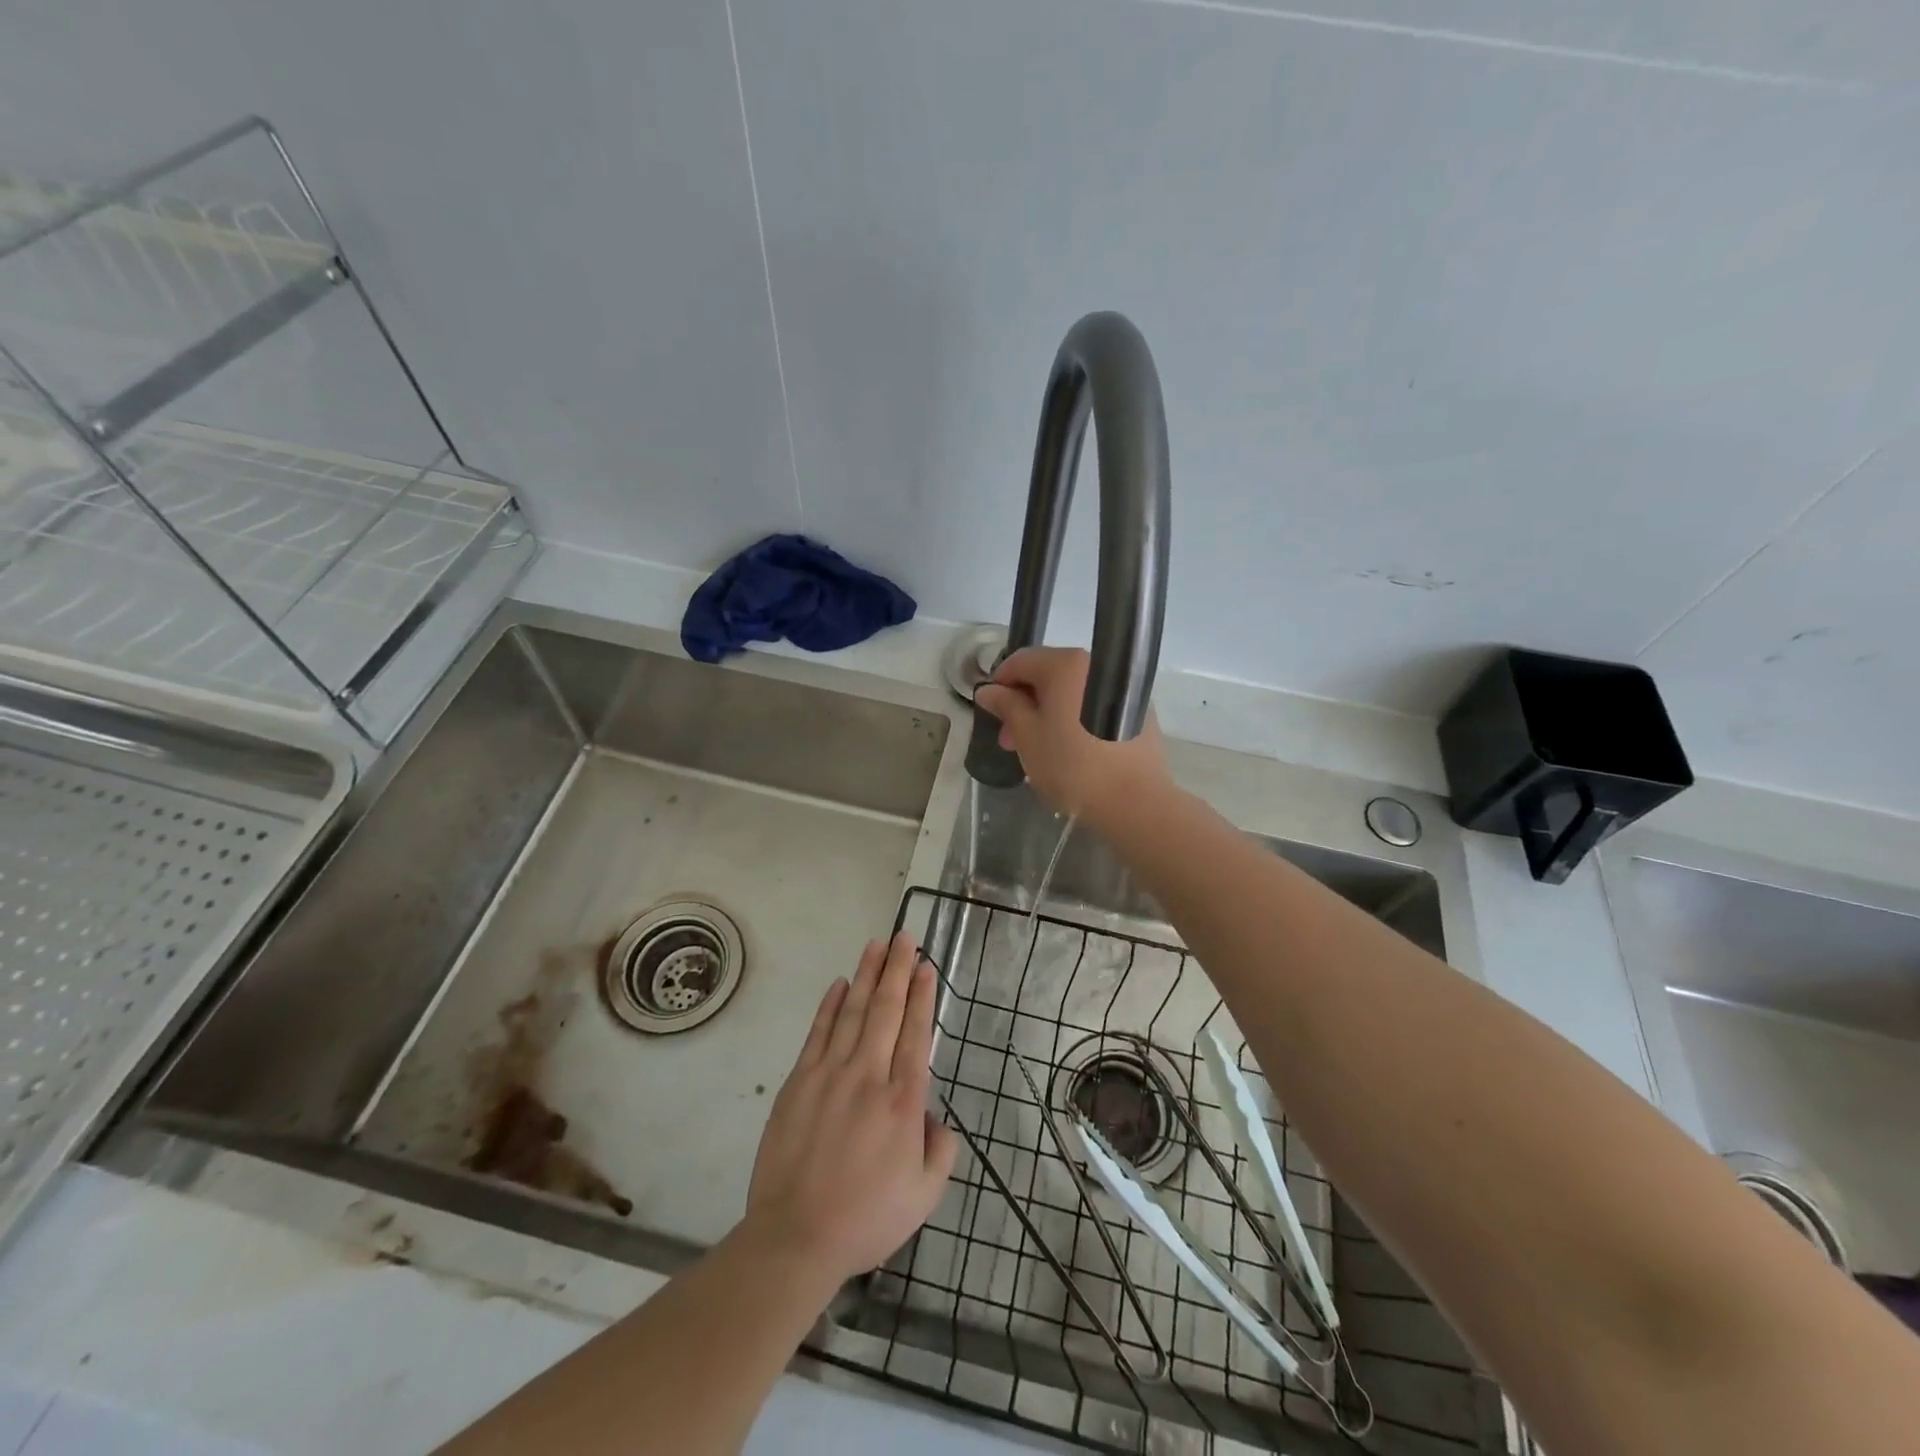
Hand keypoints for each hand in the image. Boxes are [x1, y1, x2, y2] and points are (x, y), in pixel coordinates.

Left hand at [742, 932, 957, 1286]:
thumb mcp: (924, 1196)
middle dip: (897, 969)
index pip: (916, 1033)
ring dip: (866, 975)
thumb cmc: (866, 1218)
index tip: (925, 966)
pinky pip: (818, 1032)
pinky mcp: (799, 1081)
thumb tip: (933, 1116)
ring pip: (853, 1011)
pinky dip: (830, 1005)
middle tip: (905, 937)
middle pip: (886, 1010)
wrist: (796, 1237)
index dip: (922, 995)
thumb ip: (941, 1149)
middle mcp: (869, 1076)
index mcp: (903, 1101)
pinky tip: (840, 983)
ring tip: (877, 945)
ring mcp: (830, 1074)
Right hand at [973, 647, 1170, 823]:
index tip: (991, 712)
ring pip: (1072, 694)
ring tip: (1037, 750)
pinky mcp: (1138, 712)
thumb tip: (988, 690)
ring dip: (1049, 714)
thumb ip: (1006, 707)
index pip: (1021, 661)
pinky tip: (1070, 752)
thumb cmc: (1072, 766)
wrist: (1134, 802)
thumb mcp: (1027, 736)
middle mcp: (1096, 666)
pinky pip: (1094, 707)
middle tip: (1009, 740)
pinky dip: (1076, 721)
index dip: (999, 684)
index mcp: (1066, 664)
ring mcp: (1123, 688)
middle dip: (1024, 704)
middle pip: (1048, 675)